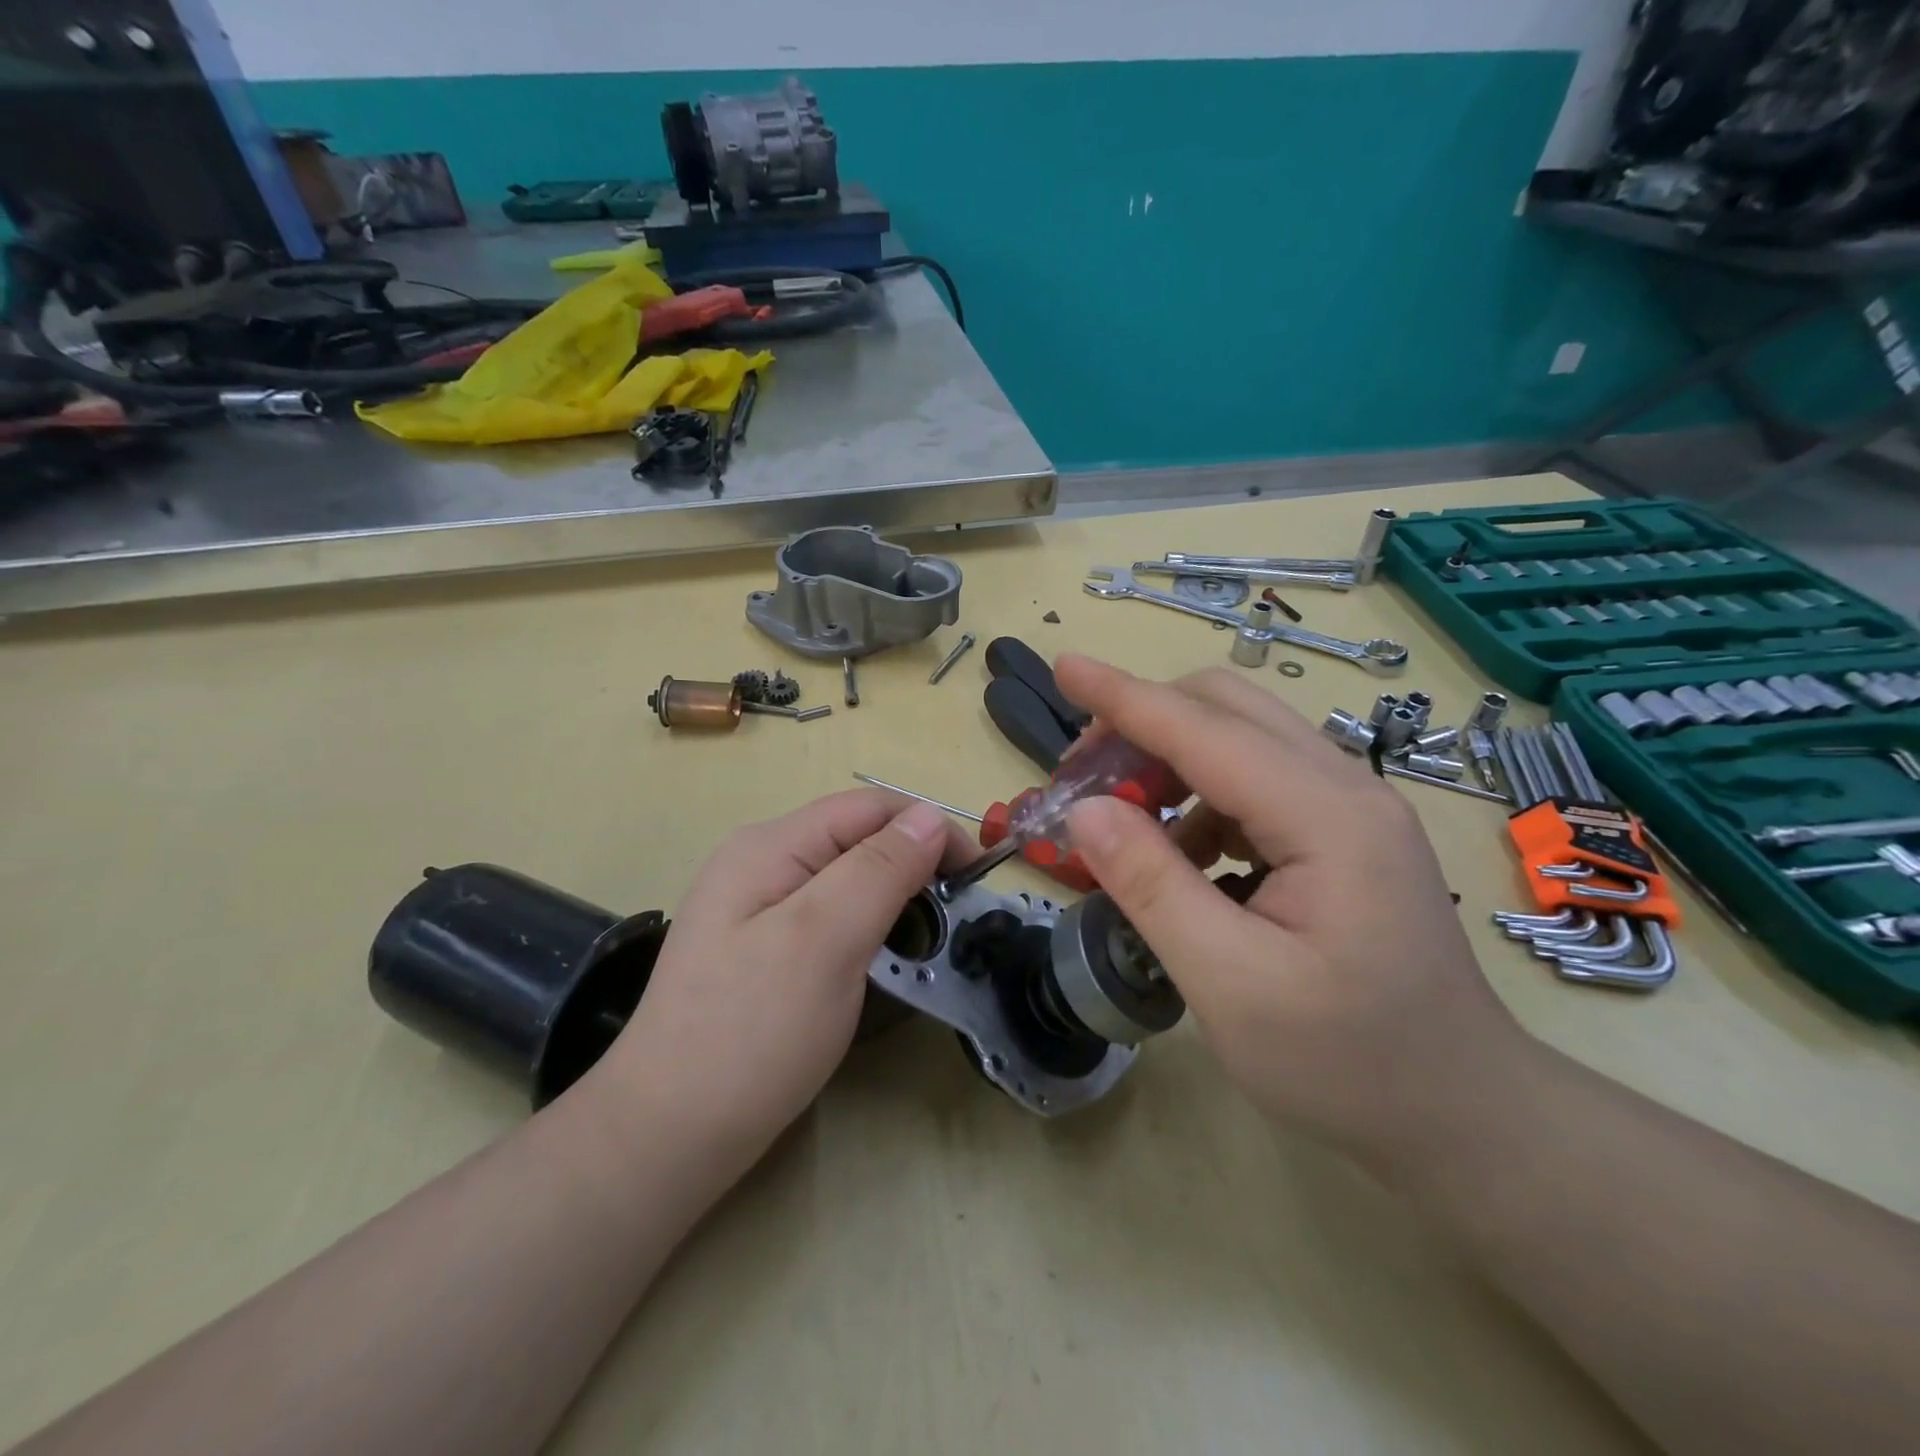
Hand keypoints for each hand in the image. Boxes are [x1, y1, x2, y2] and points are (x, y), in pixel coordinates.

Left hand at [590, 790, 973, 1176]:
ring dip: (894, 895)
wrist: (667, 1135)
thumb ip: (879, 869)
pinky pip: (829, 914)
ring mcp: (756, 907)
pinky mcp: (762, 948)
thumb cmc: (751, 1033)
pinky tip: (880, 956)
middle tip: (956, 916)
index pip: (868, 808)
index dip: (928, 829)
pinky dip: (868, 925)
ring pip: (846, 877)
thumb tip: (929, 816)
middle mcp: (760, 863)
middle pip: (856, 838)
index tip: (975, 878)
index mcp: (770, 846)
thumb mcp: (824, 940)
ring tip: (928, 937)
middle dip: (913, 863)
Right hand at [1054, 656, 1528, 1167]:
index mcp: (1326, 817)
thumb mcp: (1229, 984)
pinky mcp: (1342, 833)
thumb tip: (1084, 812)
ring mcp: (1349, 808)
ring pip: (1238, 739)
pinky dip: (1197, 799)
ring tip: (1118, 822)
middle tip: (1081, 779)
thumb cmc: (1347, 1064)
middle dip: (1142, 724)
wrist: (1463, 1114)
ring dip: (1166, 760)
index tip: (1064, 666)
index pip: (1203, 729)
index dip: (1123, 696)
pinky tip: (1178, 856)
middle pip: (1226, 708)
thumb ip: (1152, 887)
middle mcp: (1344, 789)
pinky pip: (1253, 782)